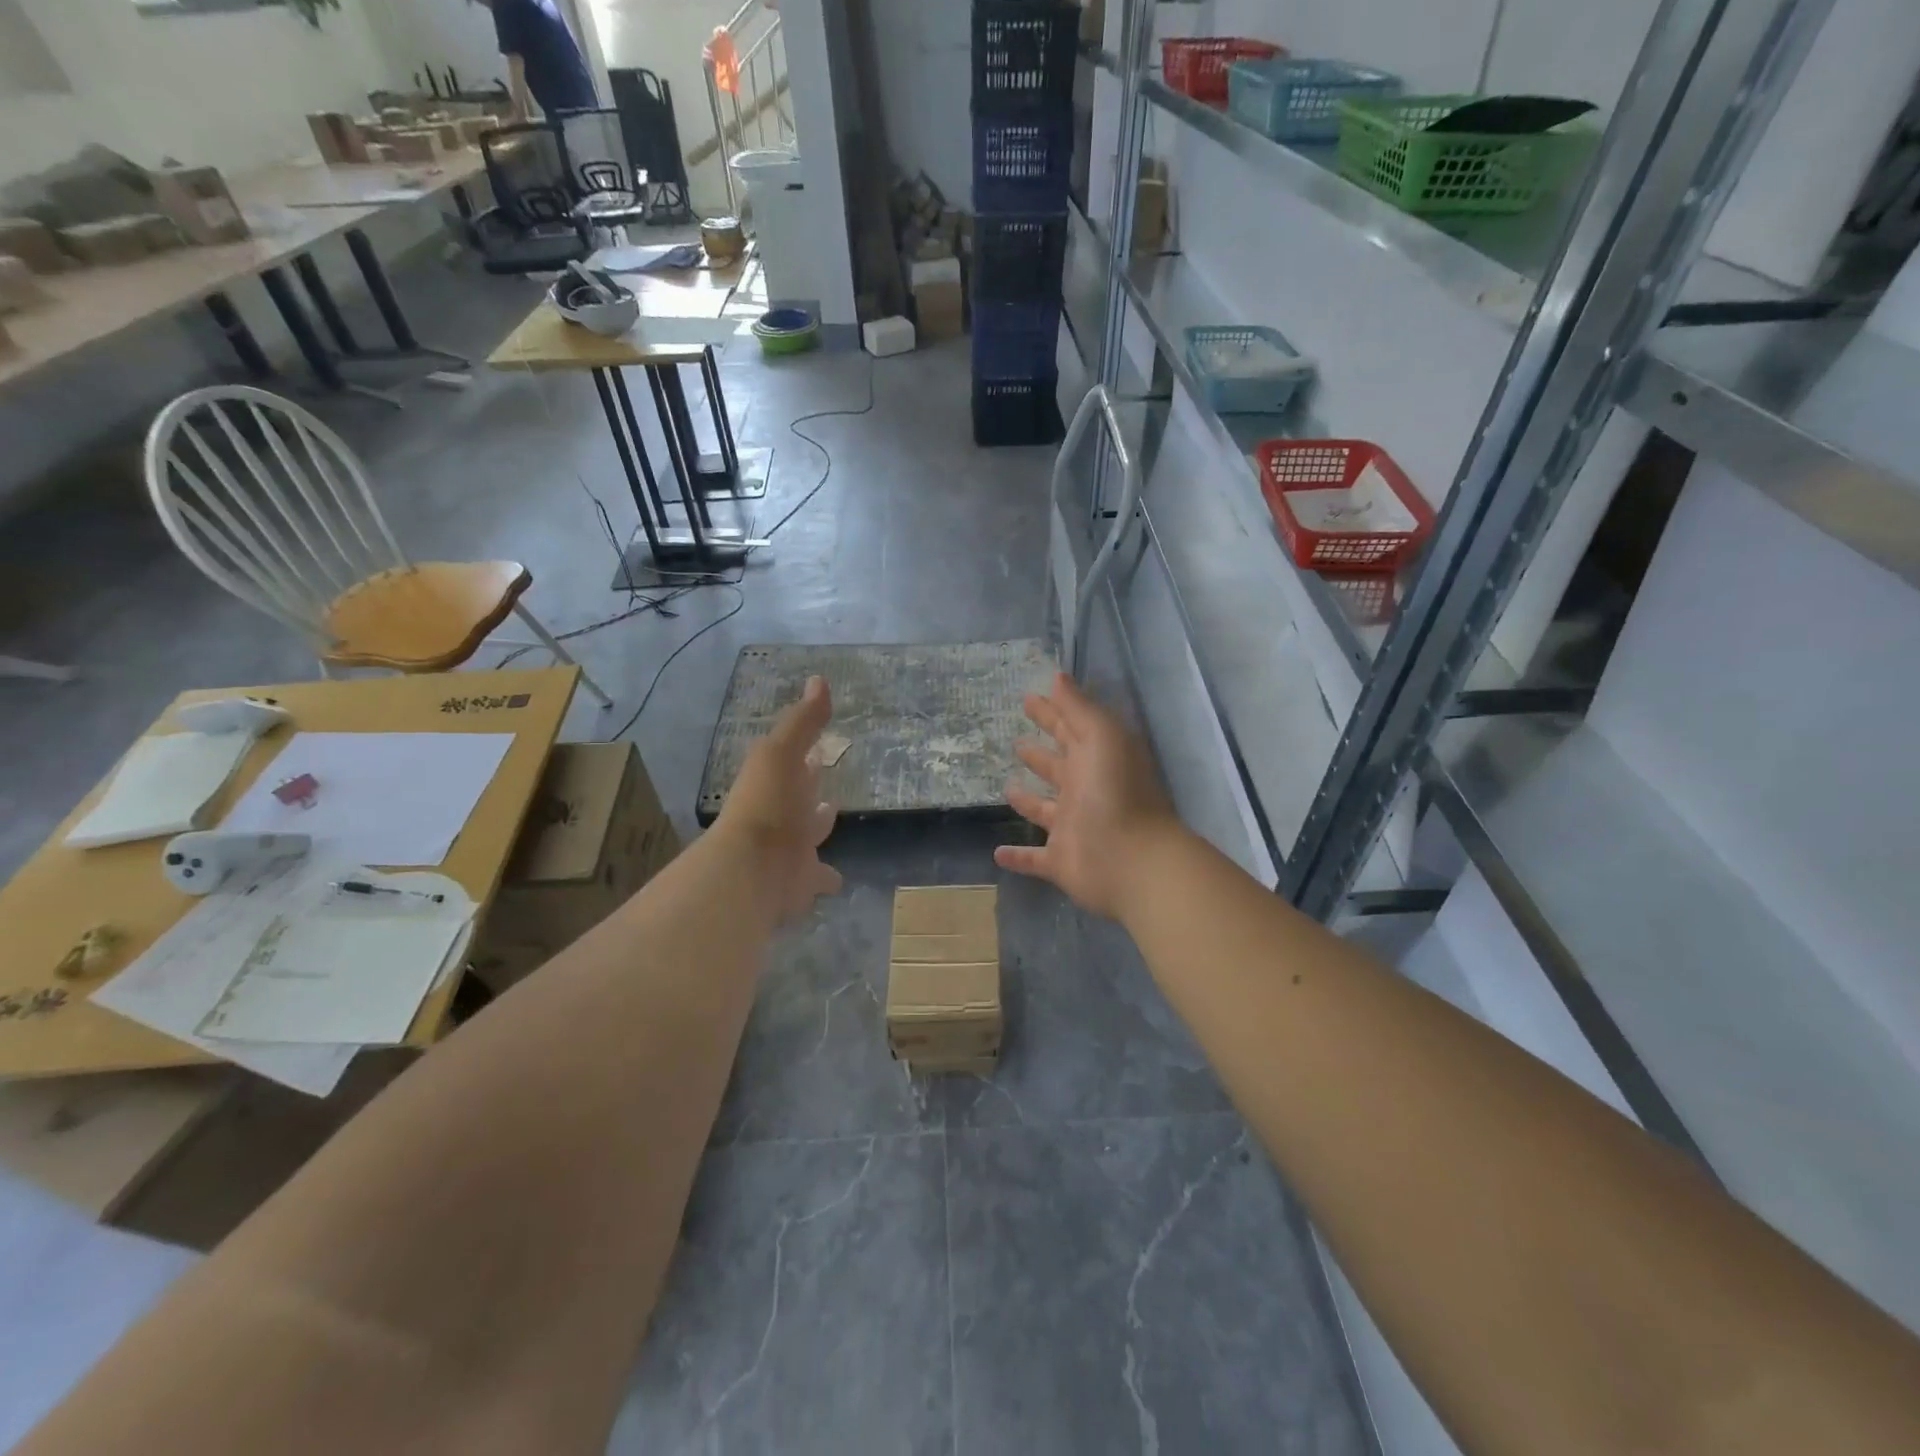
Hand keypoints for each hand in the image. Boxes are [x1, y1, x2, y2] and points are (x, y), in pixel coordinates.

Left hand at [716, 676, 842, 925]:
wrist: (752, 868)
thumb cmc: (768, 804)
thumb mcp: (782, 753)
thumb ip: (803, 722)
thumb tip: (819, 680)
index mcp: (777, 785)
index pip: (793, 766)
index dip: (805, 759)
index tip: (817, 752)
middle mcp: (782, 817)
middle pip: (800, 804)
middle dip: (812, 795)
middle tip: (827, 789)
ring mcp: (790, 852)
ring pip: (807, 841)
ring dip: (817, 833)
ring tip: (832, 822)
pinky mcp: (799, 885)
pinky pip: (817, 881)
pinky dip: (826, 881)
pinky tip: (839, 883)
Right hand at [994, 673, 1180, 918]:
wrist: (1131, 861)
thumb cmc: (1116, 792)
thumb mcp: (1101, 737)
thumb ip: (1078, 708)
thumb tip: (1058, 675)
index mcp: (1096, 759)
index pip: (1070, 729)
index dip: (1052, 713)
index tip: (1028, 698)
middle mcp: (1085, 791)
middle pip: (1058, 767)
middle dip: (1039, 753)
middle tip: (1016, 741)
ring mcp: (1073, 828)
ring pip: (1045, 811)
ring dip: (1028, 801)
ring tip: (1007, 787)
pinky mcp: (1061, 861)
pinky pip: (1034, 858)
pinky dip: (1018, 857)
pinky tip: (997, 852)